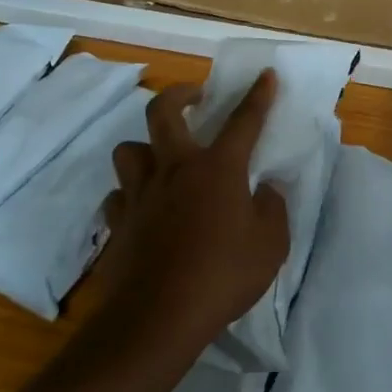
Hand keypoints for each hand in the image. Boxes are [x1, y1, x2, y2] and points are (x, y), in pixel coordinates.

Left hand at [95, 70, 289, 363]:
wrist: (158, 317)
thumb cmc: (223, 275)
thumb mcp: (271, 245)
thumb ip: (273, 209)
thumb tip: (266, 188)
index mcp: (217, 169)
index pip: (244, 121)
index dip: (258, 95)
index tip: (265, 75)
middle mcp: (175, 169)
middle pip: (163, 112)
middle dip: (180, 94)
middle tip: (194, 97)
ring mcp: (140, 194)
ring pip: (129, 149)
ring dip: (145, 147)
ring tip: (161, 160)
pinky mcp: (118, 222)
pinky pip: (118, 196)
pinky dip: (130, 196)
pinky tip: (142, 209)